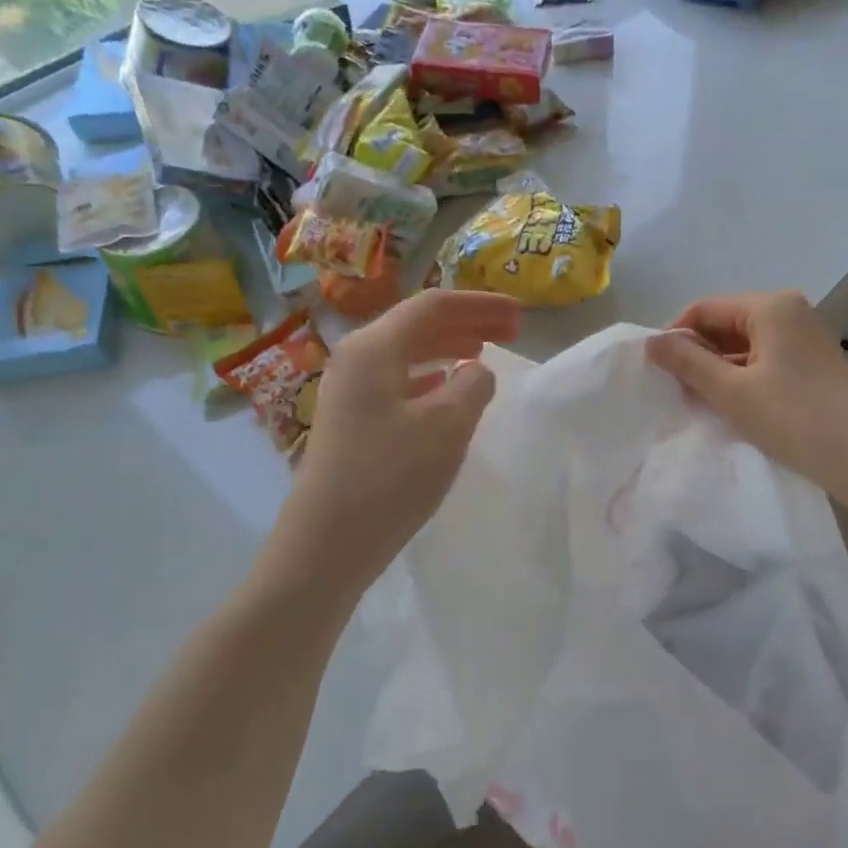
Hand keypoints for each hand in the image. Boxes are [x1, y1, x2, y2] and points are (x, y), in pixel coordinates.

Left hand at [284, 290, 519, 587]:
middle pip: (418, 324)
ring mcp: (348, 388)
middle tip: (511, 331)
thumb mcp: (447, 427)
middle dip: (467, 322)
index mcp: (375, 347)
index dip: (481, 305)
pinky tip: (445, 386)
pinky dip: (428, 374)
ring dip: (448, 346)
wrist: (327, 543)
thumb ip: (472, 386)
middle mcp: (356, 357)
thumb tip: (477, 371)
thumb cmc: (390, 477)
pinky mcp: (350, 418)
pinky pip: (396, 378)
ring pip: (406, 351)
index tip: (519, 315)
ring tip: (484, 352)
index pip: (434, 305)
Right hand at [647, 290, 847, 508]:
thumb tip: (650, 342)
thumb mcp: (732, 392)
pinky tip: (731, 407)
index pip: (705, 308)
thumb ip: (688, 363)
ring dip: (719, 370)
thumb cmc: (796, 419)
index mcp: (770, 306)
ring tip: (699, 403)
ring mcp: (804, 338)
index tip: (655, 371)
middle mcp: (789, 312)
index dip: (675, 336)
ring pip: (744, 345)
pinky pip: (764, 361)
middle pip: (725, 323)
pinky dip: (742, 379)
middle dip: (698, 354)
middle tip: (675, 391)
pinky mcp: (812, 364)